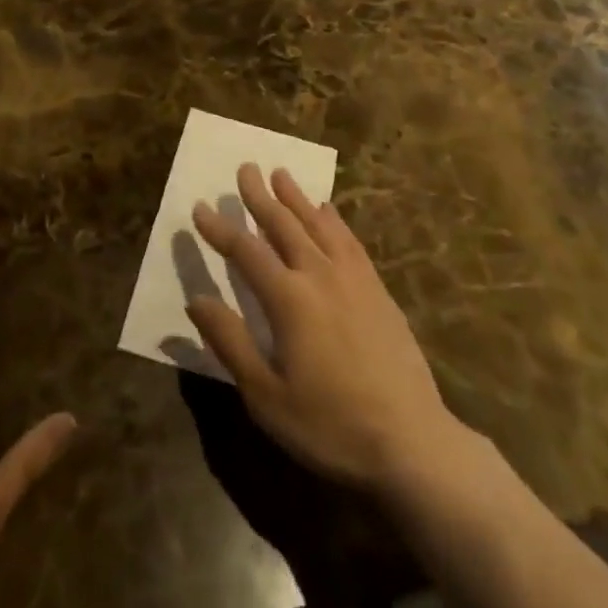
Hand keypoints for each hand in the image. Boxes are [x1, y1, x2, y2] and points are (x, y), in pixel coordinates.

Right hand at [186, 164, 459, 493]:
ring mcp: (353, 277)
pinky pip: (349, 239)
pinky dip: (333, 219)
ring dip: (296, 197)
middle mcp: (319, 274)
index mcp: (288, 298)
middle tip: (246, 168)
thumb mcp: (267, 396)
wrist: (411, 440)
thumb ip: (230, 342)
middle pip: (283, 223)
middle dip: (260, 196)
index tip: (200, 207)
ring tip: (281, 174)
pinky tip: (328, 210)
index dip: (220, 229)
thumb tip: (196, 300)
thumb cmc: (330, 424)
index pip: (246, 251)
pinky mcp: (377, 288)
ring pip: (317, 223)